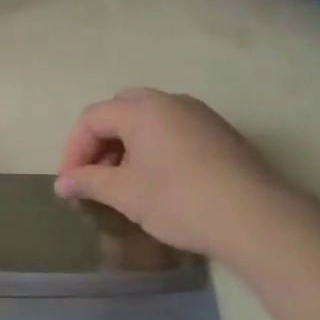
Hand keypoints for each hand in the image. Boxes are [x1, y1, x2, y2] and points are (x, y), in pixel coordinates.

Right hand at [53, 89, 299, 259]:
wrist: (256, 217)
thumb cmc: (179, 200)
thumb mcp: (126, 194)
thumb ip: (89, 182)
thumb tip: (62, 183)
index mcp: (141, 108)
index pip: (92, 118)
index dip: (74, 150)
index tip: (70, 184)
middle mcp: (170, 101)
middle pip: (121, 110)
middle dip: (100, 141)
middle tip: (95, 175)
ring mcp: (199, 114)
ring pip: (150, 119)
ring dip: (128, 145)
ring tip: (125, 181)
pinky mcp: (220, 132)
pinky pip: (175, 130)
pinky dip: (155, 147)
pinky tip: (159, 180)